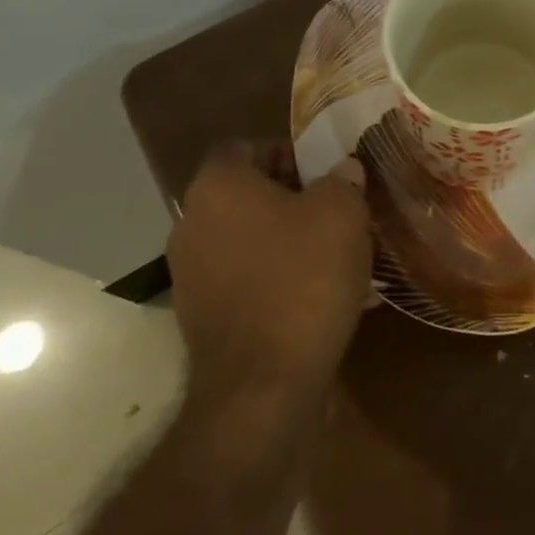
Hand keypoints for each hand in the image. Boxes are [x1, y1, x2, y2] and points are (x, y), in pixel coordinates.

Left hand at [167, 143, 370, 397]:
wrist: (263, 388)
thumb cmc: (303, 280)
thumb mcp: (342, 214)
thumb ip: (343, 180)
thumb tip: (342, 171)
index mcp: (218, 187)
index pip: (244, 146)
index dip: (286, 151)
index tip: (323, 172)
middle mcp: (192, 224)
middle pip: (246, 192)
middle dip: (293, 196)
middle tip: (338, 209)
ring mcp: (192, 275)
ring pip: (248, 237)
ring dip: (288, 238)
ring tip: (336, 252)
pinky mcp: (202, 317)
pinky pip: (246, 278)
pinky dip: (277, 276)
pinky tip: (320, 293)